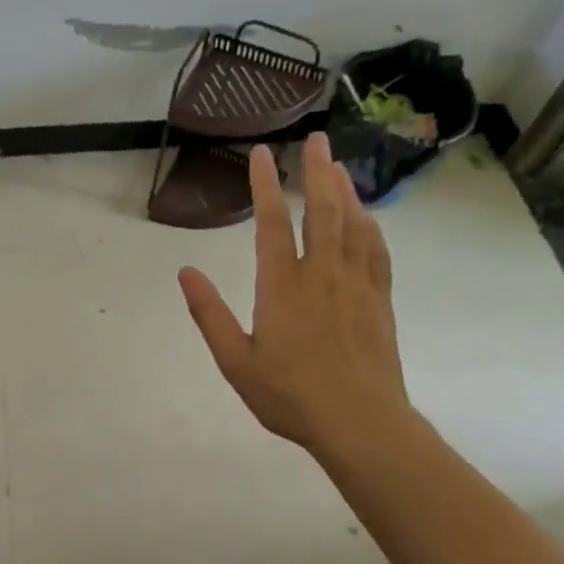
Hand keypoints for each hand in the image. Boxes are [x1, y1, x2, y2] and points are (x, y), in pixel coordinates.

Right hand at [178, 133, 416, 462]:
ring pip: (352, 225)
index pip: (271, 223)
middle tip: (315, 139)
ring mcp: (355, 285)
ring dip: (345, 191)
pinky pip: (376, 252)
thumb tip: (184, 272)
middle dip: (316, 172)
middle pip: (321, 211)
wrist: (360, 424)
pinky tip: (367, 216)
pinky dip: (370, 226)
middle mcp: (321, 274)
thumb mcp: (235, 361)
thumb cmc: (290, 395)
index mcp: (282, 286)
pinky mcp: (379, 301)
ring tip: (337, 166)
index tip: (261, 153)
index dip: (264, 185)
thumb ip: (209, 314)